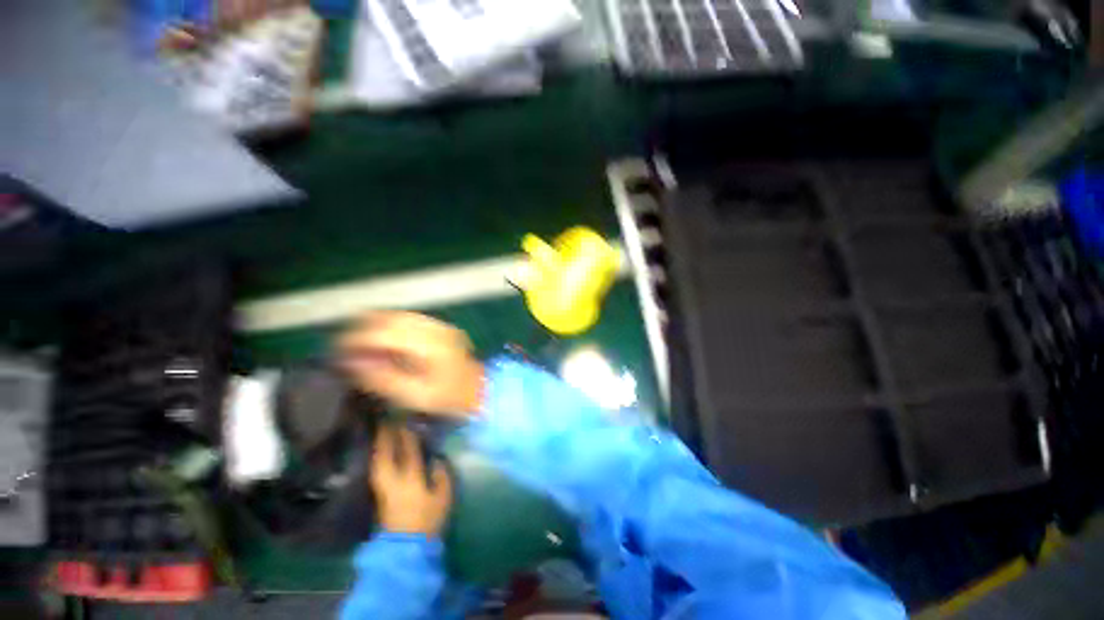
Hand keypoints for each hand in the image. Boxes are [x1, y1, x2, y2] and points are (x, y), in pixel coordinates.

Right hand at [337, 311, 484, 416]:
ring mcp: (441, 326)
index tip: (337, 351)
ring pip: (400, 316)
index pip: (385, 333)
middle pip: (391, 318)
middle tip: (346, 347)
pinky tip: (383, 341)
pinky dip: (392, 327)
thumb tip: (350, 363)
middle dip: (363, 329)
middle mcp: (435, 329)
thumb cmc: (447, 399)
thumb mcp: (413, 396)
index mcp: (429, 346)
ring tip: (360, 344)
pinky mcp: (442, 328)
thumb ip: (381, 379)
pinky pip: (411, 320)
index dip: (357, 339)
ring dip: (377, 326)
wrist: (479, 391)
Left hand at [370, 424, 452, 535]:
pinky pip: (377, 471)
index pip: (409, 452)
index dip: (407, 437)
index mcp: (411, 480)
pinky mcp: (380, 497)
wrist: (407, 548)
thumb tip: (437, 459)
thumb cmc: (428, 520)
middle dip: (385, 439)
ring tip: (380, 436)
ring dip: (378, 448)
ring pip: (377, 464)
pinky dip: (378, 460)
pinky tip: (380, 456)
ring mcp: (384, 490)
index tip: (407, 422)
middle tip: (385, 423)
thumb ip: (441, 475)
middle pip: (385, 456)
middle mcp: (393, 482)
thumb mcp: (443, 497)